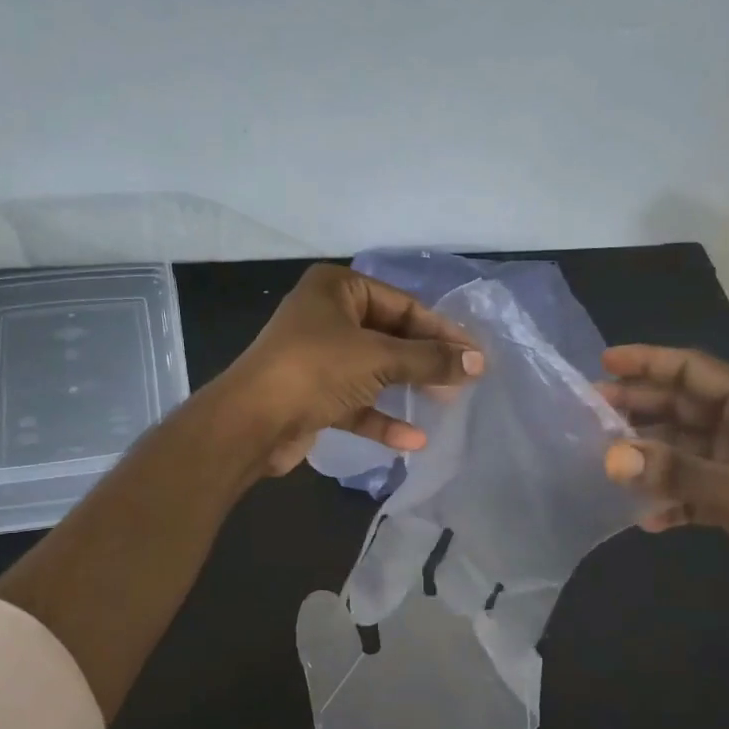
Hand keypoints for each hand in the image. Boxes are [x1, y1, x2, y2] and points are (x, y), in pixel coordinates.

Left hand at [216, 264, 484, 476]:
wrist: (251, 423)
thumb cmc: (316, 370)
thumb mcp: (378, 358)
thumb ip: (429, 359)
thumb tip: (478, 362)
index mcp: (336, 289)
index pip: (402, 304)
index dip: (441, 330)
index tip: (475, 353)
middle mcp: (326, 317)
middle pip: (390, 336)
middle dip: (425, 360)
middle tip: (465, 379)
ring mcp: (318, 358)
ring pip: (374, 370)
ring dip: (407, 387)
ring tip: (447, 403)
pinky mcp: (313, 396)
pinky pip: (356, 402)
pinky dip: (381, 418)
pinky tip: (413, 439)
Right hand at [598, 345, 728, 630]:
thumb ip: (676, 474)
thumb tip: (612, 456)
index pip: (696, 371)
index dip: (650, 362)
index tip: (604, 362)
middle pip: (683, 406)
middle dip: (639, 406)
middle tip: (590, 410)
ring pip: (683, 446)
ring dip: (648, 452)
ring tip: (604, 458)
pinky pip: (689, 487)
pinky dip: (667, 497)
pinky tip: (644, 515)